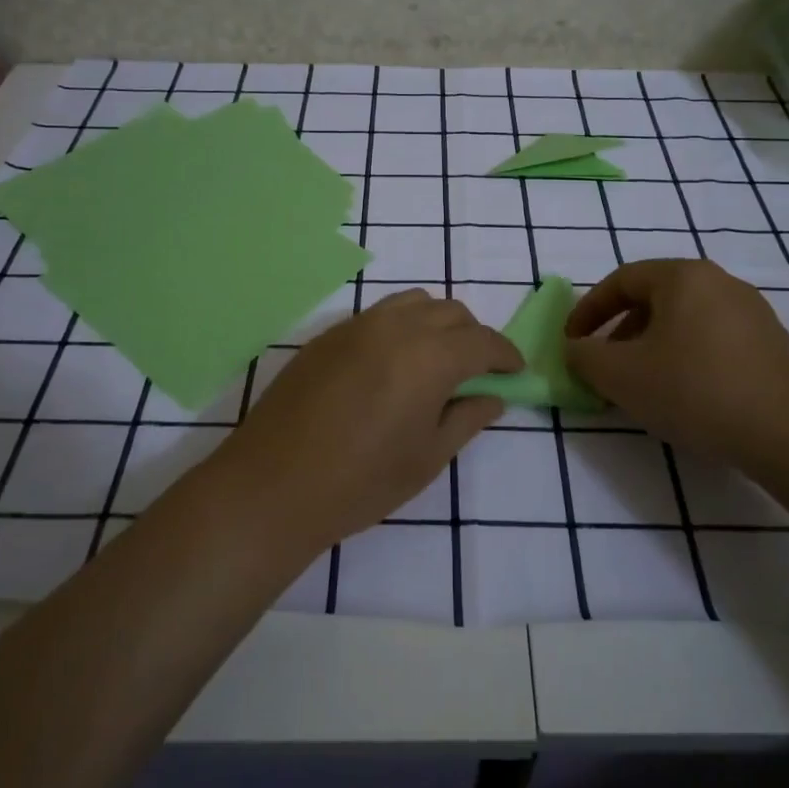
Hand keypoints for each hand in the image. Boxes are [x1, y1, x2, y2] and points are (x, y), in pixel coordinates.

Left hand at [217, 290, 521, 550]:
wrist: (274, 484)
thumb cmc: (361, 481)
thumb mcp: (427, 458)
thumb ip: (466, 419)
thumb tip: (492, 397)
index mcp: (429, 357)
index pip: (482, 341)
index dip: (505, 355)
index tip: (514, 373)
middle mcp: (396, 327)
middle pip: (451, 312)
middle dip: (473, 337)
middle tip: (475, 373)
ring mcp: (357, 325)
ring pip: (413, 303)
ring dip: (436, 324)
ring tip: (434, 362)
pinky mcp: (328, 335)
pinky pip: (378, 315)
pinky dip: (401, 327)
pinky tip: (391, 366)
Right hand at [564, 259, 788, 466]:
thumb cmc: (695, 391)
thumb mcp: (621, 375)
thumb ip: (584, 356)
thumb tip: (575, 349)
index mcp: (683, 276)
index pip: (620, 280)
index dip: (588, 311)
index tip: (573, 343)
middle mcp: (719, 282)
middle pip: (653, 299)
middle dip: (620, 332)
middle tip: (605, 367)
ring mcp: (752, 312)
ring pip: (684, 321)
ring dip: (651, 347)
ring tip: (642, 386)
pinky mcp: (772, 344)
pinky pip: (712, 339)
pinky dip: (685, 358)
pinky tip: (685, 396)